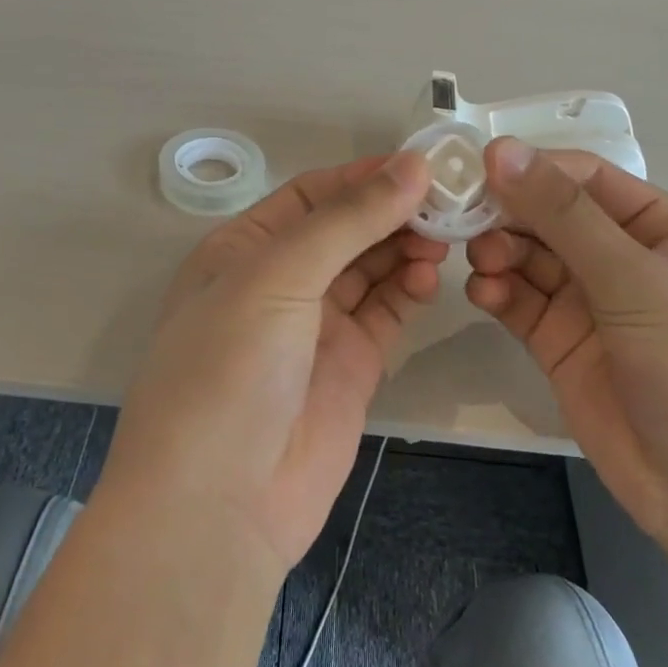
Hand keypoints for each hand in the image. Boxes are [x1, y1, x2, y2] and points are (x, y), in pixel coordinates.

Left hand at [100, 153, 445, 572]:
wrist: (219, 502)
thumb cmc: (229, 368)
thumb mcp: (277, 276)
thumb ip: (348, 220)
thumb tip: (413, 165)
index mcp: (243, 249)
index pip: (311, 195)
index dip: (363, 177)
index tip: (422, 164)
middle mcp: (280, 282)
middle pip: (346, 229)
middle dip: (392, 211)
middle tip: (448, 202)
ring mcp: (317, 326)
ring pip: (371, 269)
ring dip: (406, 247)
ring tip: (444, 237)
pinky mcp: (352, 365)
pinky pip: (387, 312)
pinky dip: (410, 290)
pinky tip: (430, 277)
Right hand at [466, 138, 667, 543]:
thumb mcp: (635, 281)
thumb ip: (565, 216)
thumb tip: (501, 150)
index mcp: (661, 226)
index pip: (585, 179)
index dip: (532, 169)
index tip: (476, 169)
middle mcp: (621, 256)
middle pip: (548, 216)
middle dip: (508, 215)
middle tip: (463, 220)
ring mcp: (587, 302)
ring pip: (527, 257)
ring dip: (498, 253)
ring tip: (481, 263)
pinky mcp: (559, 342)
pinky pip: (518, 302)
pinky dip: (496, 292)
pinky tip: (483, 295)